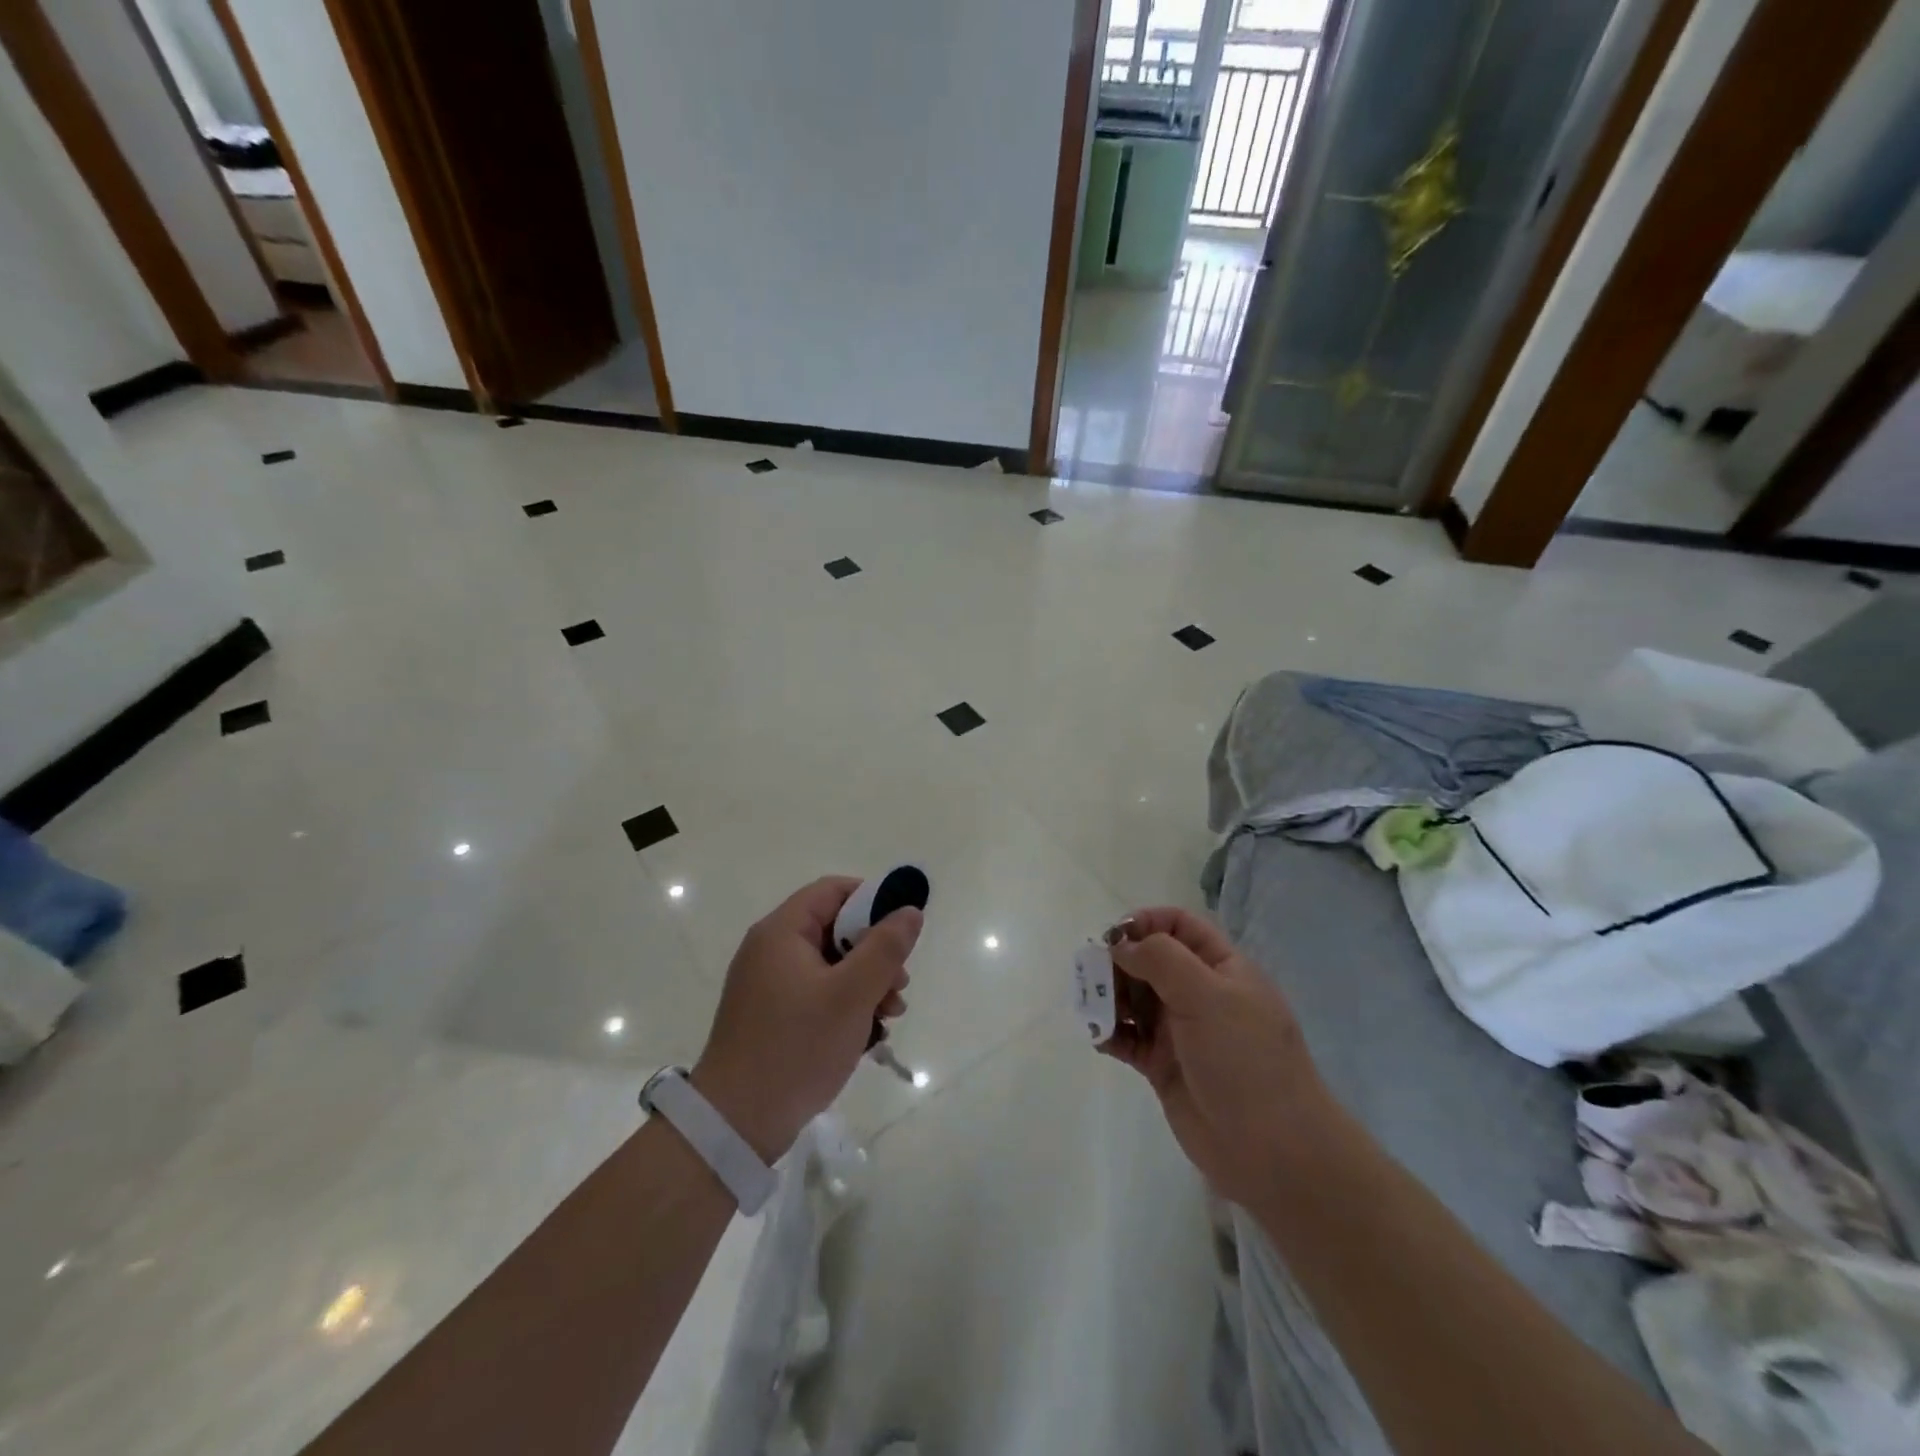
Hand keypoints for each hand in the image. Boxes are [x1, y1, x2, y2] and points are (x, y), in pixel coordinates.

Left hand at [692, 877, 919, 1161]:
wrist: (737, 1124)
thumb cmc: (797, 1046)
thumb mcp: (852, 994)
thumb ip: (885, 947)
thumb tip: (909, 910)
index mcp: (782, 932)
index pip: (833, 890)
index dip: (873, 901)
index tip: (901, 932)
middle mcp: (771, 950)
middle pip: (835, 929)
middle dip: (875, 953)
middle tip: (900, 987)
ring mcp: (769, 985)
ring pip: (831, 965)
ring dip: (866, 983)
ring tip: (890, 1016)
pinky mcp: (772, 1017)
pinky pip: (817, 994)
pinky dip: (845, 1006)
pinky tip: (867, 1035)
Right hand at [1102, 908, 1331, 1207]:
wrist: (1273, 1151)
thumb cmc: (1245, 1059)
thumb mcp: (1208, 995)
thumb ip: (1161, 959)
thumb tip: (1121, 945)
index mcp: (1220, 967)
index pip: (1178, 925)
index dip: (1145, 923)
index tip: (1114, 939)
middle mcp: (1199, 993)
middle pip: (1148, 960)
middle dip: (1117, 962)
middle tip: (1092, 977)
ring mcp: (1180, 1031)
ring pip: (1134, 998)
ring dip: (1108, 997)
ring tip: (1093, 1009)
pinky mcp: (1163, 1066)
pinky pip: (1128, 1038)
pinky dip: (1110, 1033)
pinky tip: (1099, 1038)